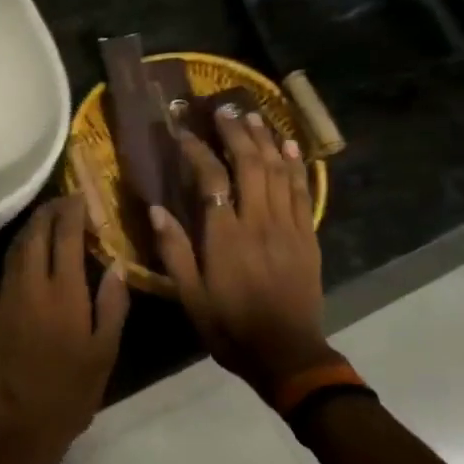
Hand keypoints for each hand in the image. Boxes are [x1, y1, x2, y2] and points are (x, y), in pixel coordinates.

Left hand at [0, 196, 129, 463]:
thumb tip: (115, 264)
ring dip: (32, 228)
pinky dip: (20, 252)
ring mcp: (6, 297)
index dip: (72, 211)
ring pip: (16, 248)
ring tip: (47, 220)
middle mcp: (29, 285)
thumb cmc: (70, 392)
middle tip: (64, 201)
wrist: (18, 426)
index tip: (81, 196)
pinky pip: (7, 269)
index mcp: (62, 293)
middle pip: (35, 233)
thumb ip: (112, 304)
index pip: (65, 236)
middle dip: (49, 212)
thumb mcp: (104, 352)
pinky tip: (31, 257)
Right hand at [150, 105, 331, 397]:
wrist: (287, 354)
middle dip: (236, 133)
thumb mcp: (190, 297)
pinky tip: (289, 147)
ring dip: (265, 140)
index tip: (183, 132)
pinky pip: (302, 191)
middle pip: (250, 165)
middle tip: (223, 110)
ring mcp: (288, 226)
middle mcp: (259, 222)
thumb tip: (156, 209)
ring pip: (279, 172)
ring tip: (253, 116)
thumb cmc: (230, 326)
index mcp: (226, 236)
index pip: (211, 179)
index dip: (197, 151)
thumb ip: (174, 251)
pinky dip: (296, 165)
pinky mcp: (307, 236)